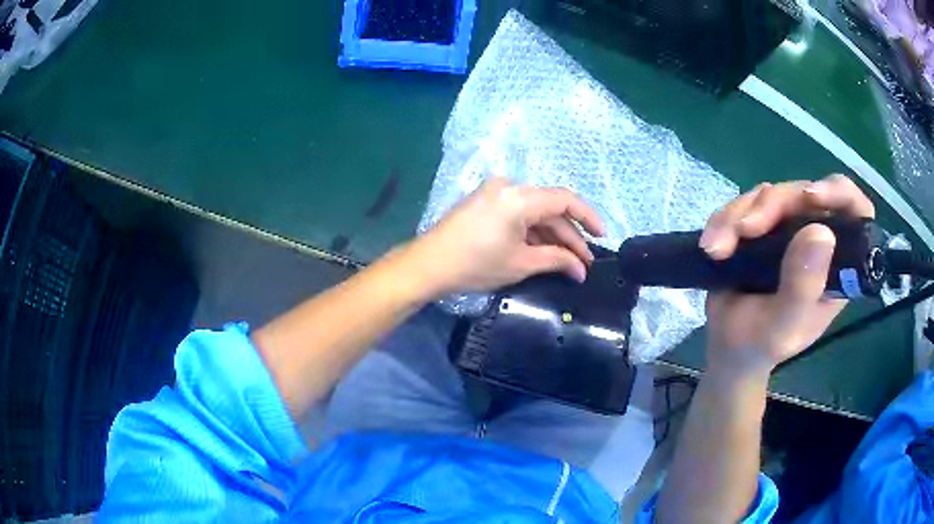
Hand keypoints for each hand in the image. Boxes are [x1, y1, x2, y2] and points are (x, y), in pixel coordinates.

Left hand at [407, 178, 604, 295]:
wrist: (429, 265)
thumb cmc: (476, 264)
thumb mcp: (521, 263)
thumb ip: (557, 260)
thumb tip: (580, 269)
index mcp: (520, 197)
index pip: (565, 200)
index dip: (588, 218)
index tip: (602, 237)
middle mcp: (509, 187)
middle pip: (550, 209)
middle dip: (569, 236)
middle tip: (583, 263)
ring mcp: (495, 193)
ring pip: (534, 212)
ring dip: (551, 236)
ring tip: (567, 262)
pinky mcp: (485, 203)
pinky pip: (518, 214)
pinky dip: (532, 232)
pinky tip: (544, 251)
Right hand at [699, 175, 874, 373]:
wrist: (728, 348)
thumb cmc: (761, 345)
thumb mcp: (783, 326)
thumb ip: (803, 287)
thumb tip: (821, 232)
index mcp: (837, 265)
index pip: (854, 212)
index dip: (840, 193)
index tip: (811, 197)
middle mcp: (818, 240)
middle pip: (803, 195)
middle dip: (772, 206)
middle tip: (745, 231)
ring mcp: (789, 230)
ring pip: (771, 195)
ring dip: (739, 215)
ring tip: (718, 249)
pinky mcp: (763, 226)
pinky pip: (744, 204)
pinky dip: (724, 219)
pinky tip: (711, 245)